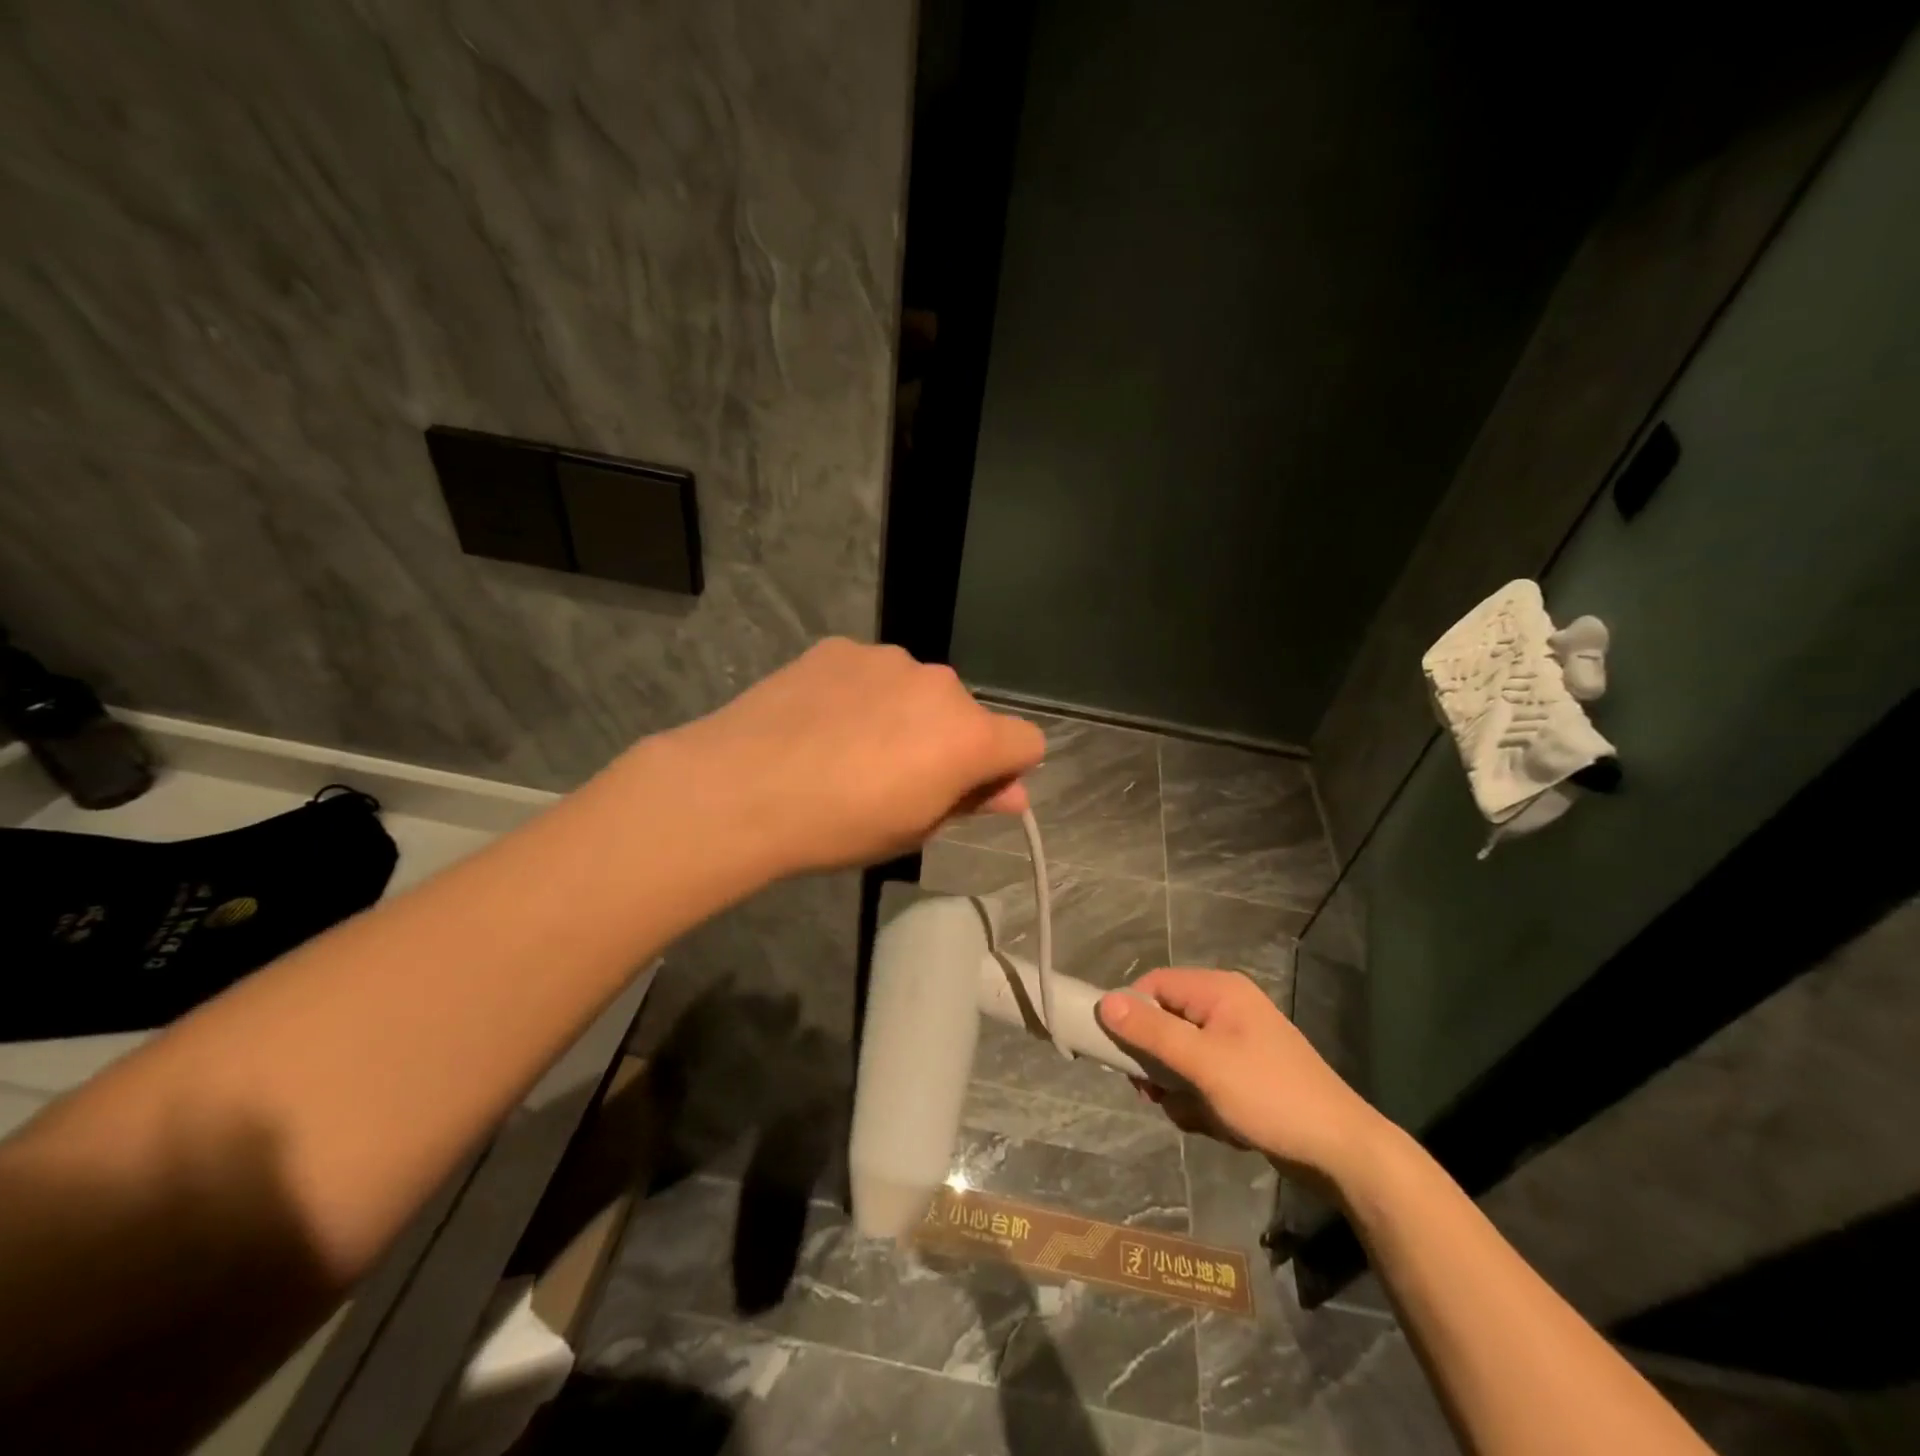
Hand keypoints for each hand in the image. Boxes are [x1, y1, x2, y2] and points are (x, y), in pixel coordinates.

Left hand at [661, 638, 1046, 874]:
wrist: (743, 788)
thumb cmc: (840, 826)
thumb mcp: (914, 830)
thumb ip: (970, 803)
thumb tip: (1013, 795)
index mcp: (969, 736)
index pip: (1027, 742)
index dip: (1005, 770)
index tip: (967, 792)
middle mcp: (940, 684)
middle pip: (967, 713)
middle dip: (948, 741)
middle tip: (895, 777)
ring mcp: (889, 658)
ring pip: (918, 689)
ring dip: (904, 713)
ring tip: (849, 747)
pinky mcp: (841, 647)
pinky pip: (871, 672)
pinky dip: (861, 693)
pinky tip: (820, 721)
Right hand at [1098, 969, 1388, 1184]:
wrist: (1341, 1151)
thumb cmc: (1268, 1096)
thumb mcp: (1203, 1064)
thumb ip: (1151, 1033)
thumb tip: (1104, 1003)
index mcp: (1218, 991)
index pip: (1153, 985)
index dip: (1131, 1015)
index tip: (1119, 1054)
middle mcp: (1226, 1007)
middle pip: (1164, 1022)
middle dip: (1157, 1062)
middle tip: (1154, 1092)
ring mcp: (1236, 1042)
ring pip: (1179, 1057)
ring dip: (1178, 1089)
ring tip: (1196, 1113)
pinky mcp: (1244, 1073)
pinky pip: (1201, 1079)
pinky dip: (1200, 1102)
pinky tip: (1217, 1124)